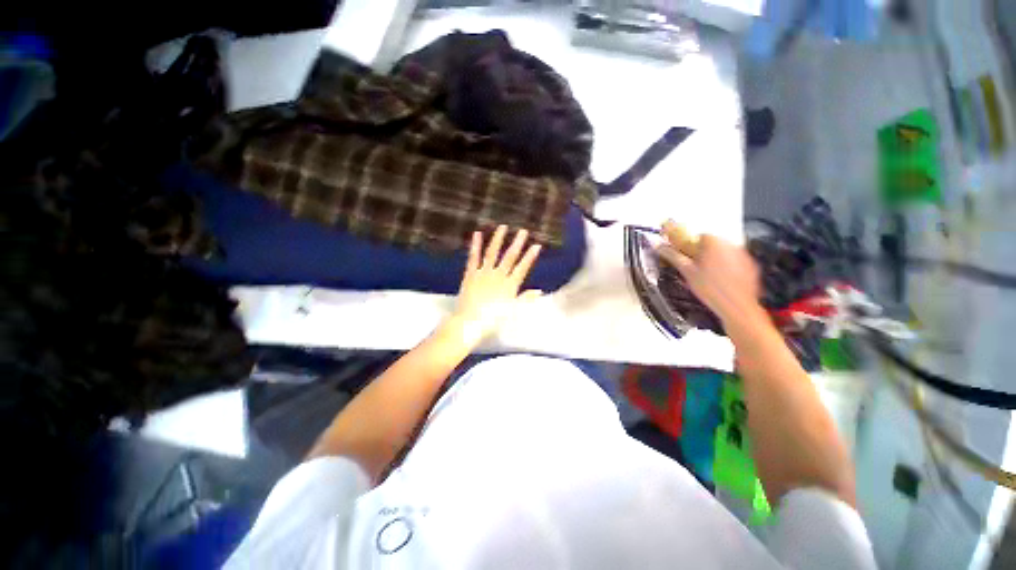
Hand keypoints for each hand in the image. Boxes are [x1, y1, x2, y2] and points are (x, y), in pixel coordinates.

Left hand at [448, 225, 542, 345]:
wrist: (470, 322)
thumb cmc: (493, 320)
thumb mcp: (513, 311)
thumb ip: (526, 299)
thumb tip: (539, 291)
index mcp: (509, 285)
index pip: (522, 268)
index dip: (530, 257)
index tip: (537, 245)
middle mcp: (498, 275)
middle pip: (509, 257)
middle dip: (517, 243)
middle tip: (523, 231)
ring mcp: (483, 273)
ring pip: (492, 253)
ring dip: (498, 239)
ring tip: (503, 227)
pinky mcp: (470, 274)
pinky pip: (473, 257)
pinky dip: (476, 245)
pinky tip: (477, 234)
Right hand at [656, 224, 762, 326]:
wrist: (736, 307)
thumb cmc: (711, 289)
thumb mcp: (686, 271)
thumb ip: (672, 255)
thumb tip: (659, 246)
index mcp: (714, 242)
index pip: (699, 236)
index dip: (690, 246)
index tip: (686, 255)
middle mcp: (731, 245)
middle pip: (712, 244)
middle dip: (702, 253)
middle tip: (694, 268)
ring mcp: (743, 255)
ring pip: (723, 252)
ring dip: (714, 260)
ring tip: (708, 276)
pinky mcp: (750, 266)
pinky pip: (735, 261)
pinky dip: (727, 267)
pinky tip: (720, 281)